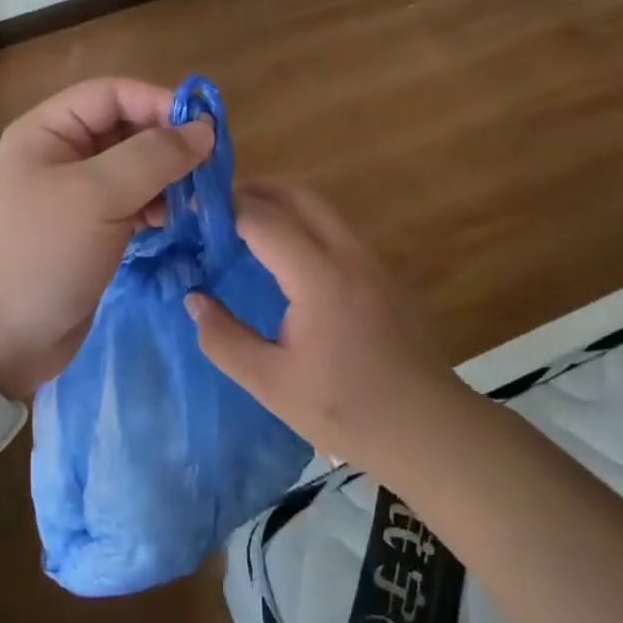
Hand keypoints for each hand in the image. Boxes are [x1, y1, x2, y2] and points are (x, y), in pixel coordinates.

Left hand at [0, 78, 213, 400]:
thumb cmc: (40, 255)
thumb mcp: (96, 196)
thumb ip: (153, 156)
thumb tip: (204, 129)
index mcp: (48, 131)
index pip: (112, 93)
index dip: (157, 103)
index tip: (204, 129)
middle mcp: (60, 155)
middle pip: (125, 129)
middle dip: (166, 144)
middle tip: (209, 168)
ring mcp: (74, 196)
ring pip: (132, 169)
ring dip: (166, 178)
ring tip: (196, 199)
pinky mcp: (88, 232)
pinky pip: (129, 204)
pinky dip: (154, 207)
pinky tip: (173, 221)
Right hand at [186, 180, 451, 462]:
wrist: (432, 432)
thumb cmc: (348, 412)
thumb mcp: (272, 384)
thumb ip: (224, 339)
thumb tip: (194, 299)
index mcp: (320, 277)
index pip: (263, 219)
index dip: (223, 210)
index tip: (191, 215)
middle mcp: (349, 255)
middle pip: (298, 195)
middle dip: (254, 191)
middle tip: (214, 209)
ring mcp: (372, 262)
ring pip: (321, 209)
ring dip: (280, 205)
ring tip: (242, 229)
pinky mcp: (384, 276)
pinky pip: (336, 230)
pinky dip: (302, 225)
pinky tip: (284, 259)